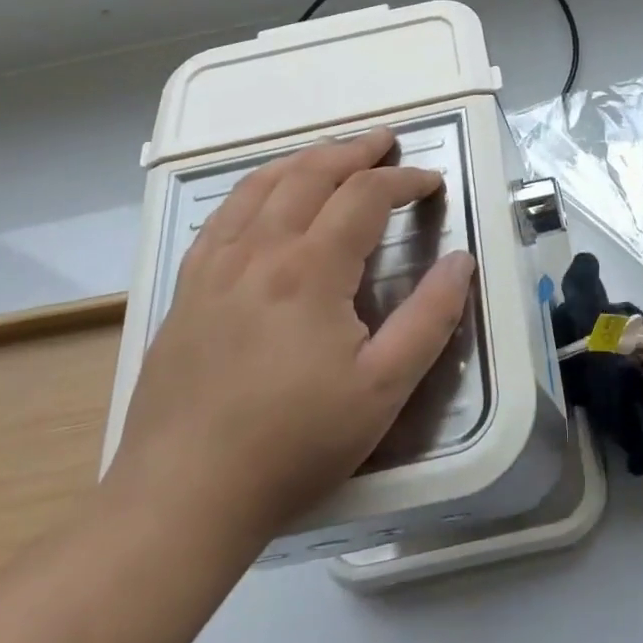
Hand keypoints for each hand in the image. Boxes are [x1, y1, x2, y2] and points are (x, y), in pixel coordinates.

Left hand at [108, 128, 474, 552]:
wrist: (180, 500)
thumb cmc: (293, 445)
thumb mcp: (383, 388)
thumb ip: (430, 317)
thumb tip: (461, 261)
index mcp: (310, 270)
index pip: (364, 195)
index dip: (403, 180)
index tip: (431, 182)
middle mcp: (259, 251)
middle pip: (310, 173)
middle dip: (355, 151)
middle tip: (386, 141)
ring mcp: (214, 267)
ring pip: (261, 185)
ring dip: (304, 160)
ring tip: (333, 155)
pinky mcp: (186, 290)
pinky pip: (223, 215)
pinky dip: (255, 188)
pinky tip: (265, 198)